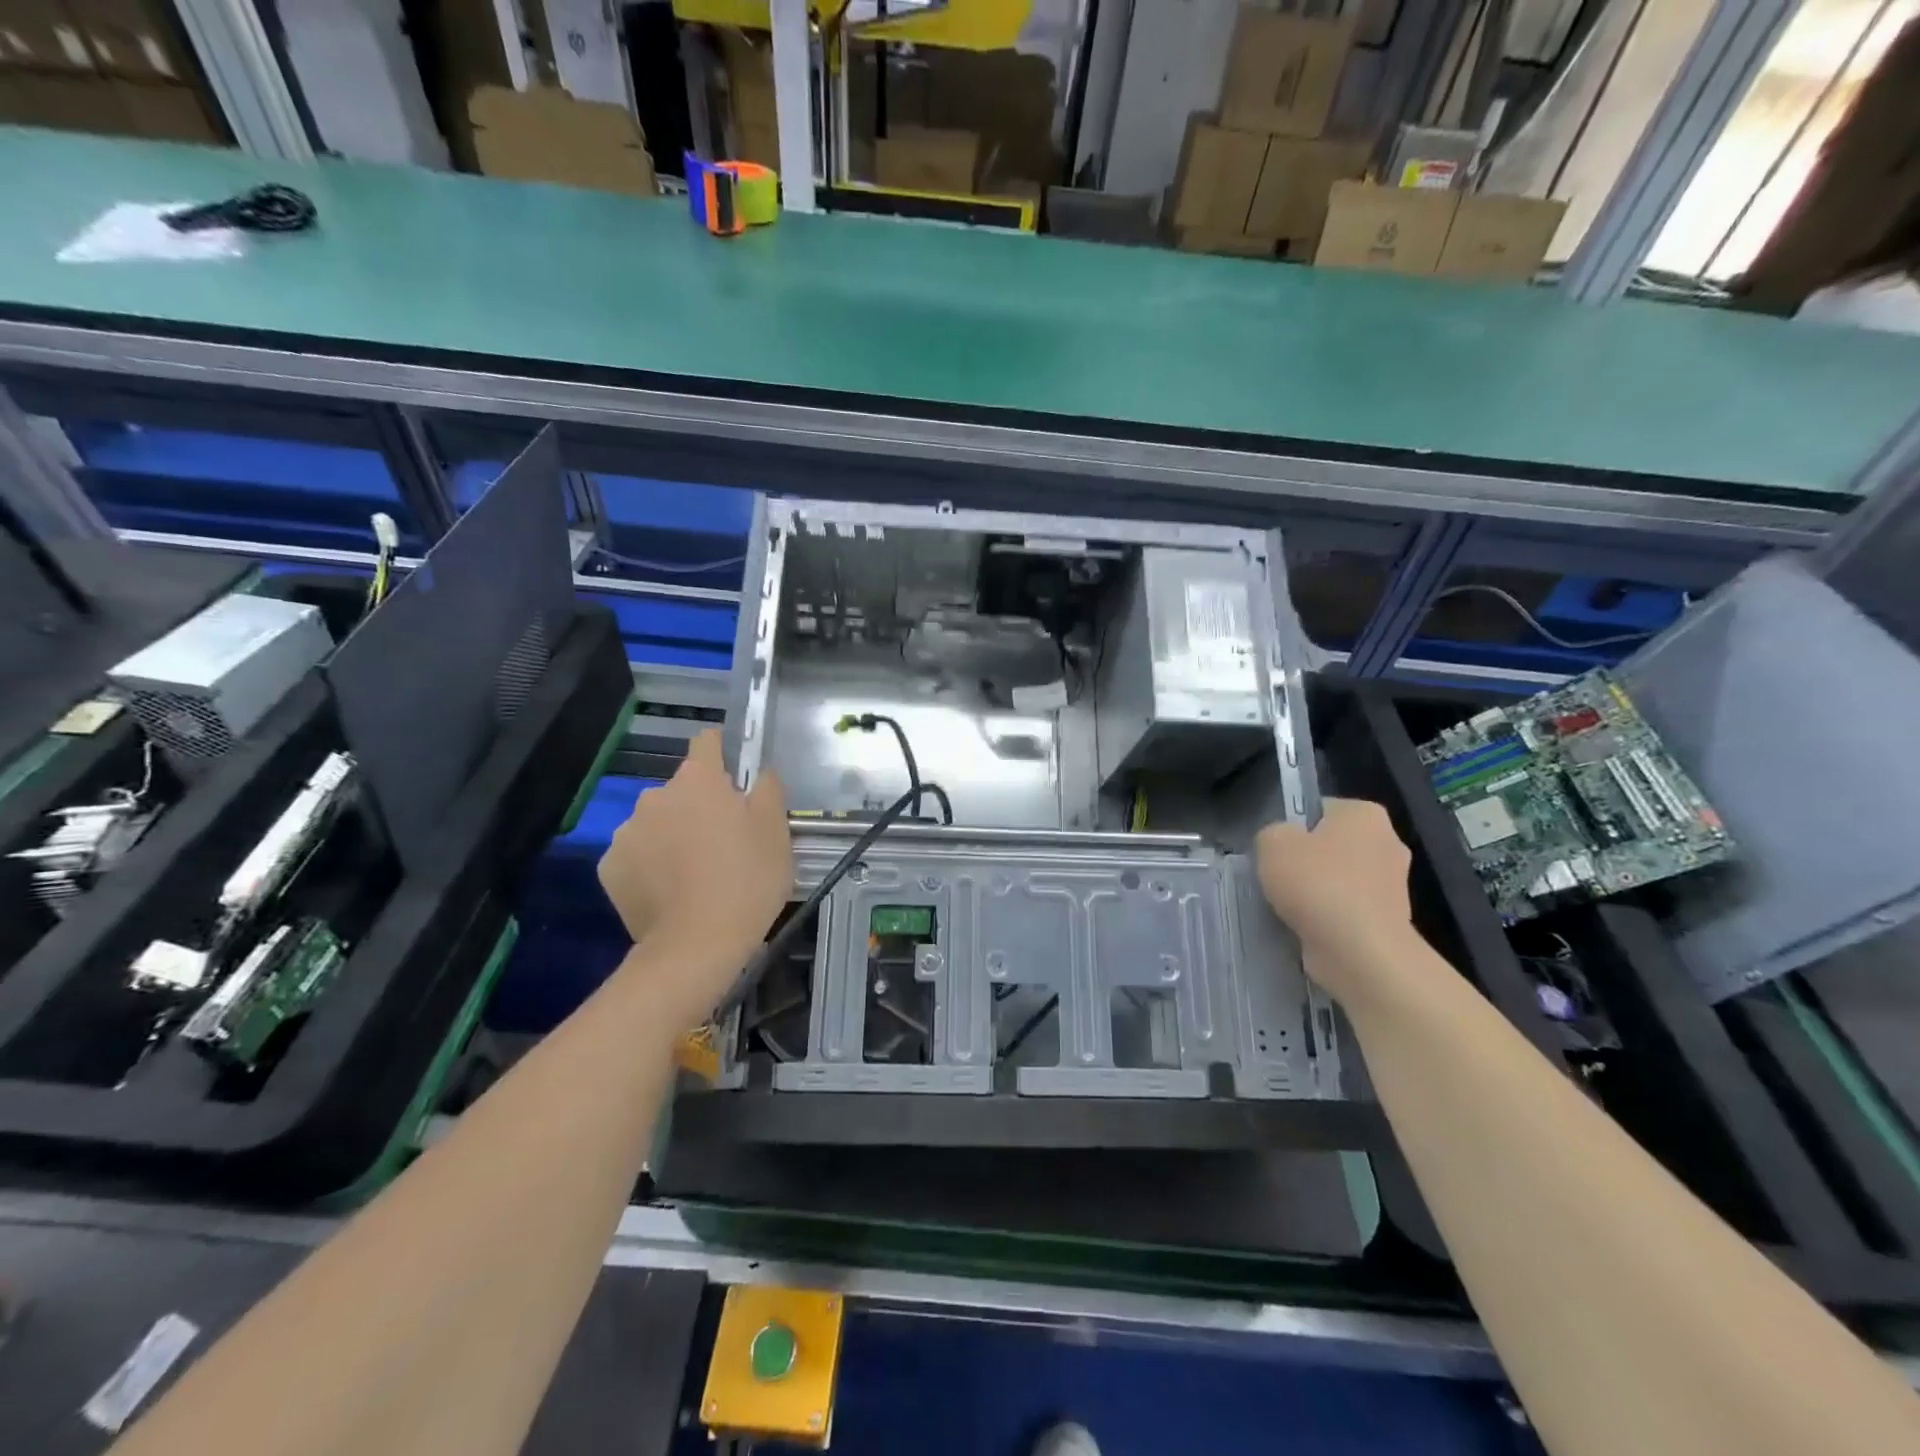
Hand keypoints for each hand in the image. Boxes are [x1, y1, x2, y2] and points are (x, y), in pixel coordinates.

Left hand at [598, 730, 791, 1016]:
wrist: (697, 944)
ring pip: (656, 821)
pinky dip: (649, 864)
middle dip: (698, 805)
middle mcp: (656, 795)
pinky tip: (668, 890)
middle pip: (681, 788)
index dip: (719, 752)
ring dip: (671, 833)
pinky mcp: (609, 866)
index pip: (705, 742)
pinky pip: (635, 854)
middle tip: (721, 840)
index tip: (732, 774)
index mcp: (699, 780)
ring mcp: (627, 830)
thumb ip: (768, 790)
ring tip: (692, 871)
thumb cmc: (747, 881)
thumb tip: (758, 774)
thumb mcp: (777, 832)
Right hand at [1256, 799, 1410, 1002]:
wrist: (1359, 951)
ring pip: (1339, 879)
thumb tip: (1283, 844)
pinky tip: (1308, 928)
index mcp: (1365, 814)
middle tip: (1277, 878)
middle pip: (1331, 845)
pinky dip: (1328, 918)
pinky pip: (1348, 910)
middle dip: (1307, 861)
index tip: (1274, 850)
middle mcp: (1388, 842)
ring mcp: (1394, 885)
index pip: (1319, 809)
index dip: (1292, 827)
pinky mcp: (1390, 920)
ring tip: (1289, 908)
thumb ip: (1272, 833)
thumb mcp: (1272, 842)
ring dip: (1317, 892)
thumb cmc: (1317, 884)